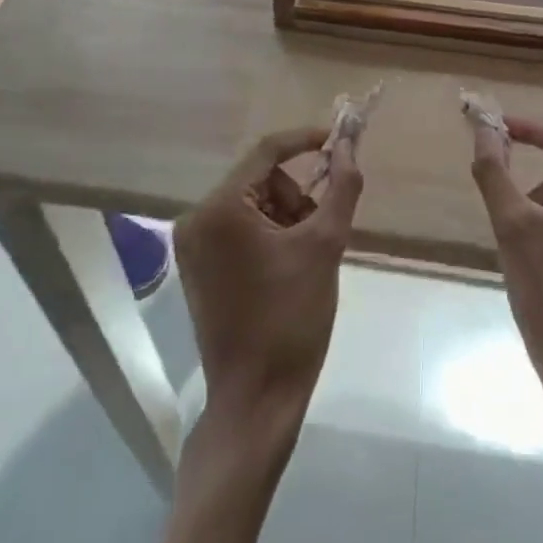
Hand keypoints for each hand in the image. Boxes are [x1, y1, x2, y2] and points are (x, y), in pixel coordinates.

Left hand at [175, 126, 363, 425]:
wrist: (256, 402)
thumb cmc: (291, 320)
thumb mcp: (325, 247)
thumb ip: (341, 188)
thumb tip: (350, 145)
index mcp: (220, 208)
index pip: (266, 151)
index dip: (305, 140)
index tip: (340, 140)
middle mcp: (197, 218)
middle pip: (259, 179)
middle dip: (296, 197)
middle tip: (321, 232)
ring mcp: (192, 244)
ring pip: (251, 204)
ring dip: (285, 218)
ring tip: (305, 259)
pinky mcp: (197, 266)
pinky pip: (238, 228)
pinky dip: (267, 235)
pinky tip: (286, 269)